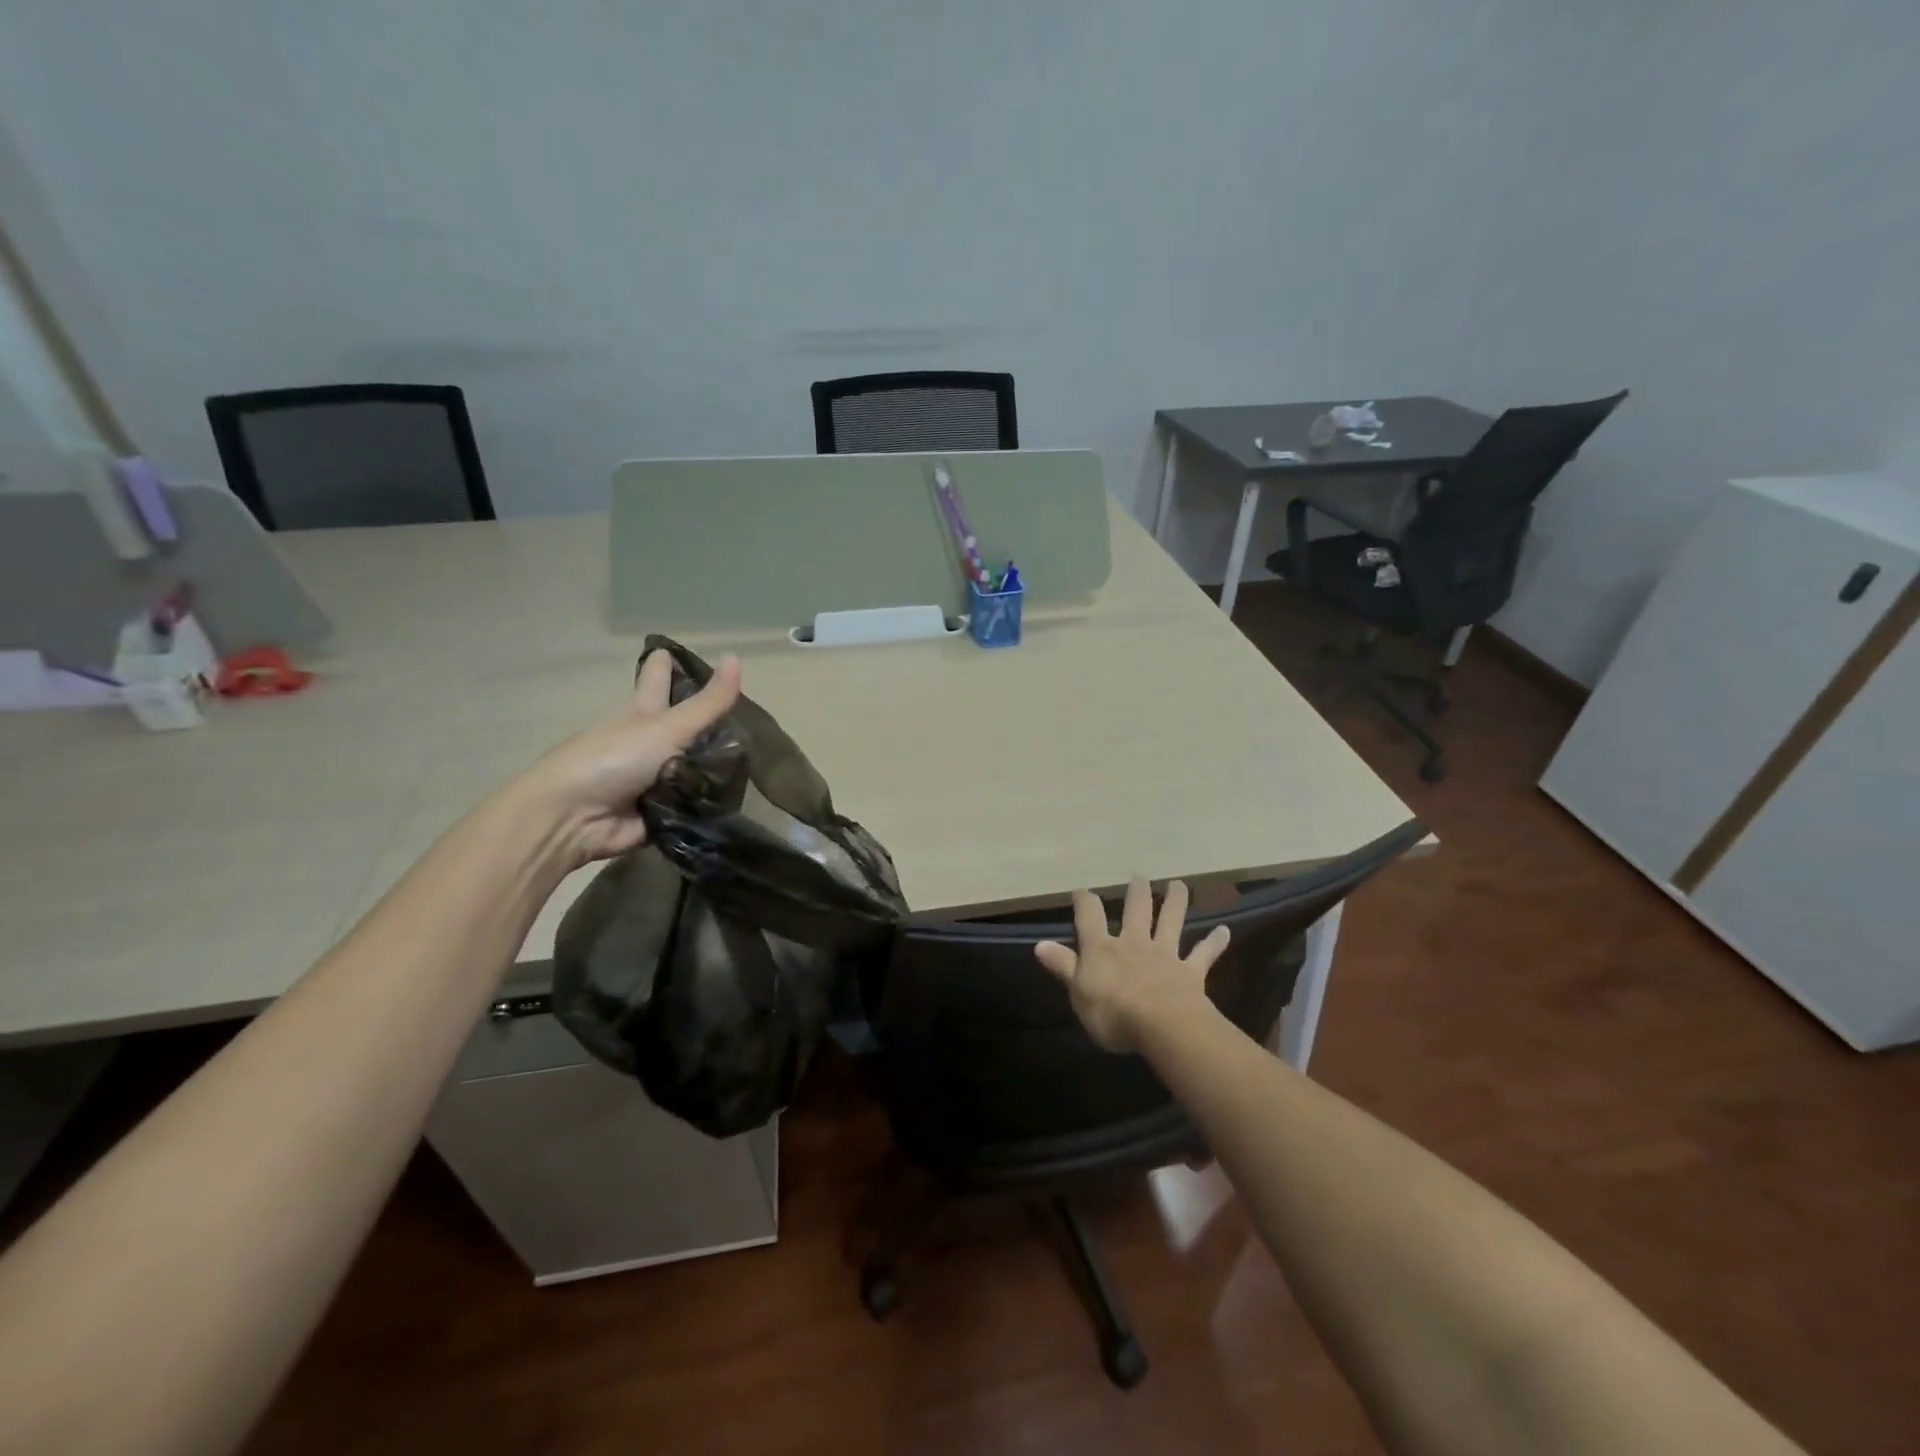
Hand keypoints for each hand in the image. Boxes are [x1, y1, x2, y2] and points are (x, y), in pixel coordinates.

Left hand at [515, 649, 741, 865]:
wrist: (576, 819)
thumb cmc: (614, 759)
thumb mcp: (668, 727)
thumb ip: (707, 703)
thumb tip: (737, 657)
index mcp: (642, 711)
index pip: (657, 678)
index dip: (665, 664)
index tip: (675, 651)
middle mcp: (647, 741)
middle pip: (680, 721)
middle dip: (702, 717)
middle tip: (741, 712)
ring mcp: (654, 776)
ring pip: (694, 763)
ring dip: (718, 763)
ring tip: (758, 758)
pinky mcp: (662, 810)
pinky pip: (695, 802)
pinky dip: (712, 800)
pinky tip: (743, 796)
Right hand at [1034, 878, 1230, 1052]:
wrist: (1161, 1027)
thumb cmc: (1112, 1012)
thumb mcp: (1078, 992)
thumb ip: (1063, 966)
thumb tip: (1039, 944)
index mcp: (1102, 948)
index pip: (1089, 916)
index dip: (1084, 901)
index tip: (1081, 890)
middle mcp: (1134, 943)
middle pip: (1136, 910)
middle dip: (1136, 892)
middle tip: (1139, 877)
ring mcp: (1164, 955)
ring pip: (1170, 922)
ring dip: (1175, 902)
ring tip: (1180, 885)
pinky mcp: (1190, 972)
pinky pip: (1203, 954)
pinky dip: (1214, 942)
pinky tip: (1225, 931)